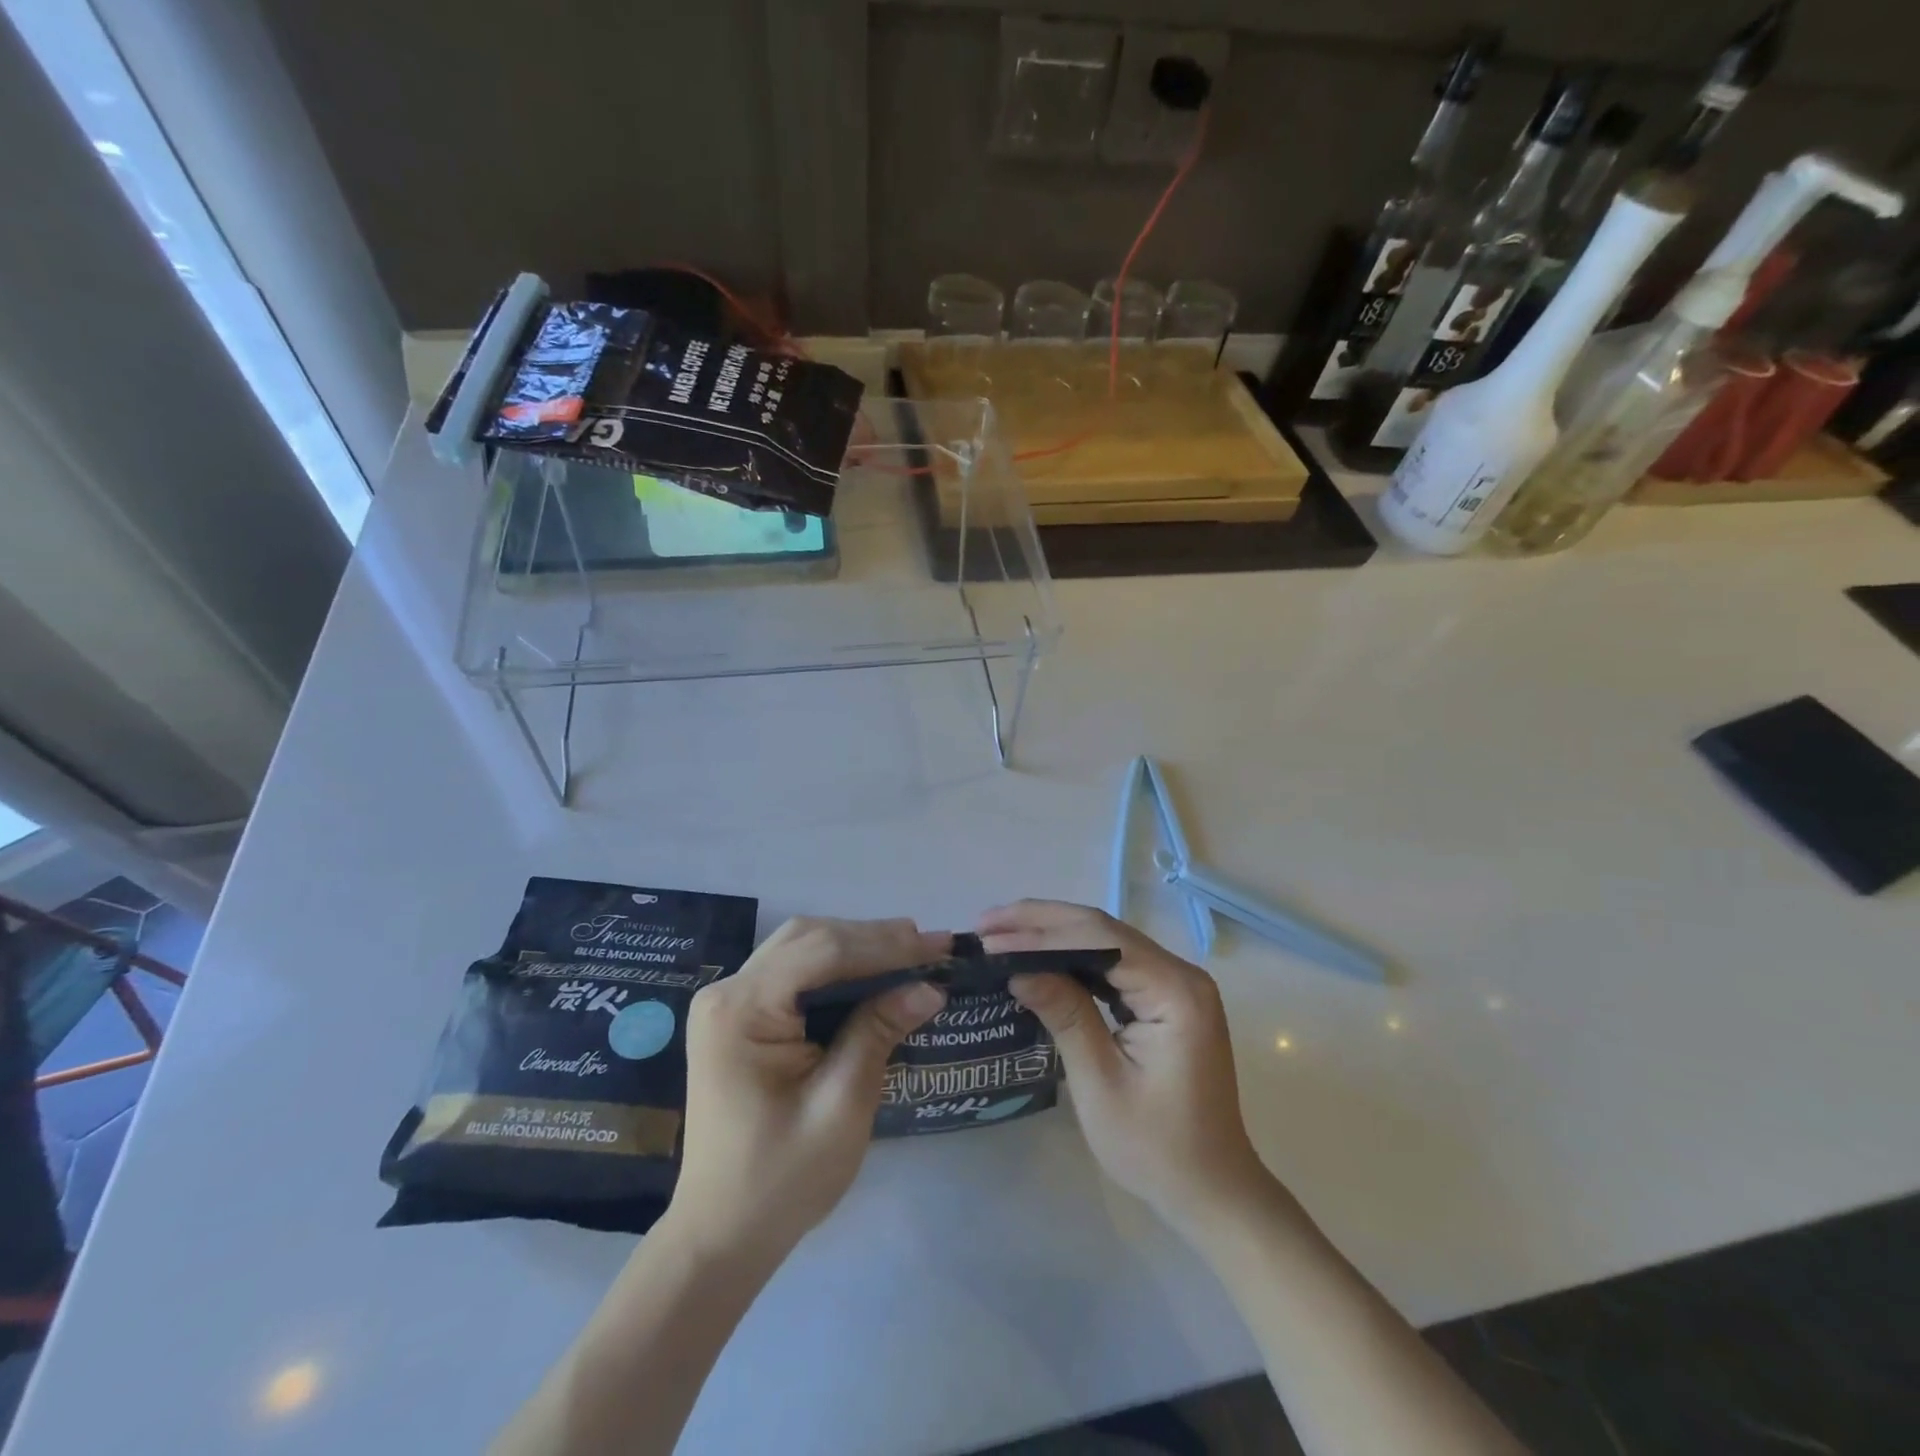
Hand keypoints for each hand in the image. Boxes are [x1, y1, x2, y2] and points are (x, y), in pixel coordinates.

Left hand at [666, 917, 946, 1261]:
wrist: (721, 1234)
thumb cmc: (782, 1179)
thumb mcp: (841, 1105)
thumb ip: (878, 1033)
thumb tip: (929, 986)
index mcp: (741, 1011)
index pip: (822, 952)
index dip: (884, 945)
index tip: (938, 945)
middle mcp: (727, 992)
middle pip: (809, 939)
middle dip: (873, 938)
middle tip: (930, 945)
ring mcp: (729, 1002)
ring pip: (802, 948)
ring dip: (857, 946)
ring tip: (911, 951)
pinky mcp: (740, 1016)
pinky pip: (794, 972)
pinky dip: (837, 967)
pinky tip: (873, 973)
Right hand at [978, 900, 1268, 1230]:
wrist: (1211, 1191)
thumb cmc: (1157, 1148)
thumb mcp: (1100, 1083)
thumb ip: (1064, 1015)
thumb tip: (1017, 968)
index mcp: (1175, 991)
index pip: (1099, 940)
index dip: (1040, 932)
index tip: (990, 936)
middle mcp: (1180, 974)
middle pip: (1102, 929)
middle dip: (1041, 922)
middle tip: (986, 923)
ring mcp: (1175, 984)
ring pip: (1105, 941)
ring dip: (1053, 934)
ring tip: (1002, 932)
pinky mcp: (1165, 998)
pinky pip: (1114, 963)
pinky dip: (1072, 956)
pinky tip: (1040, 956)